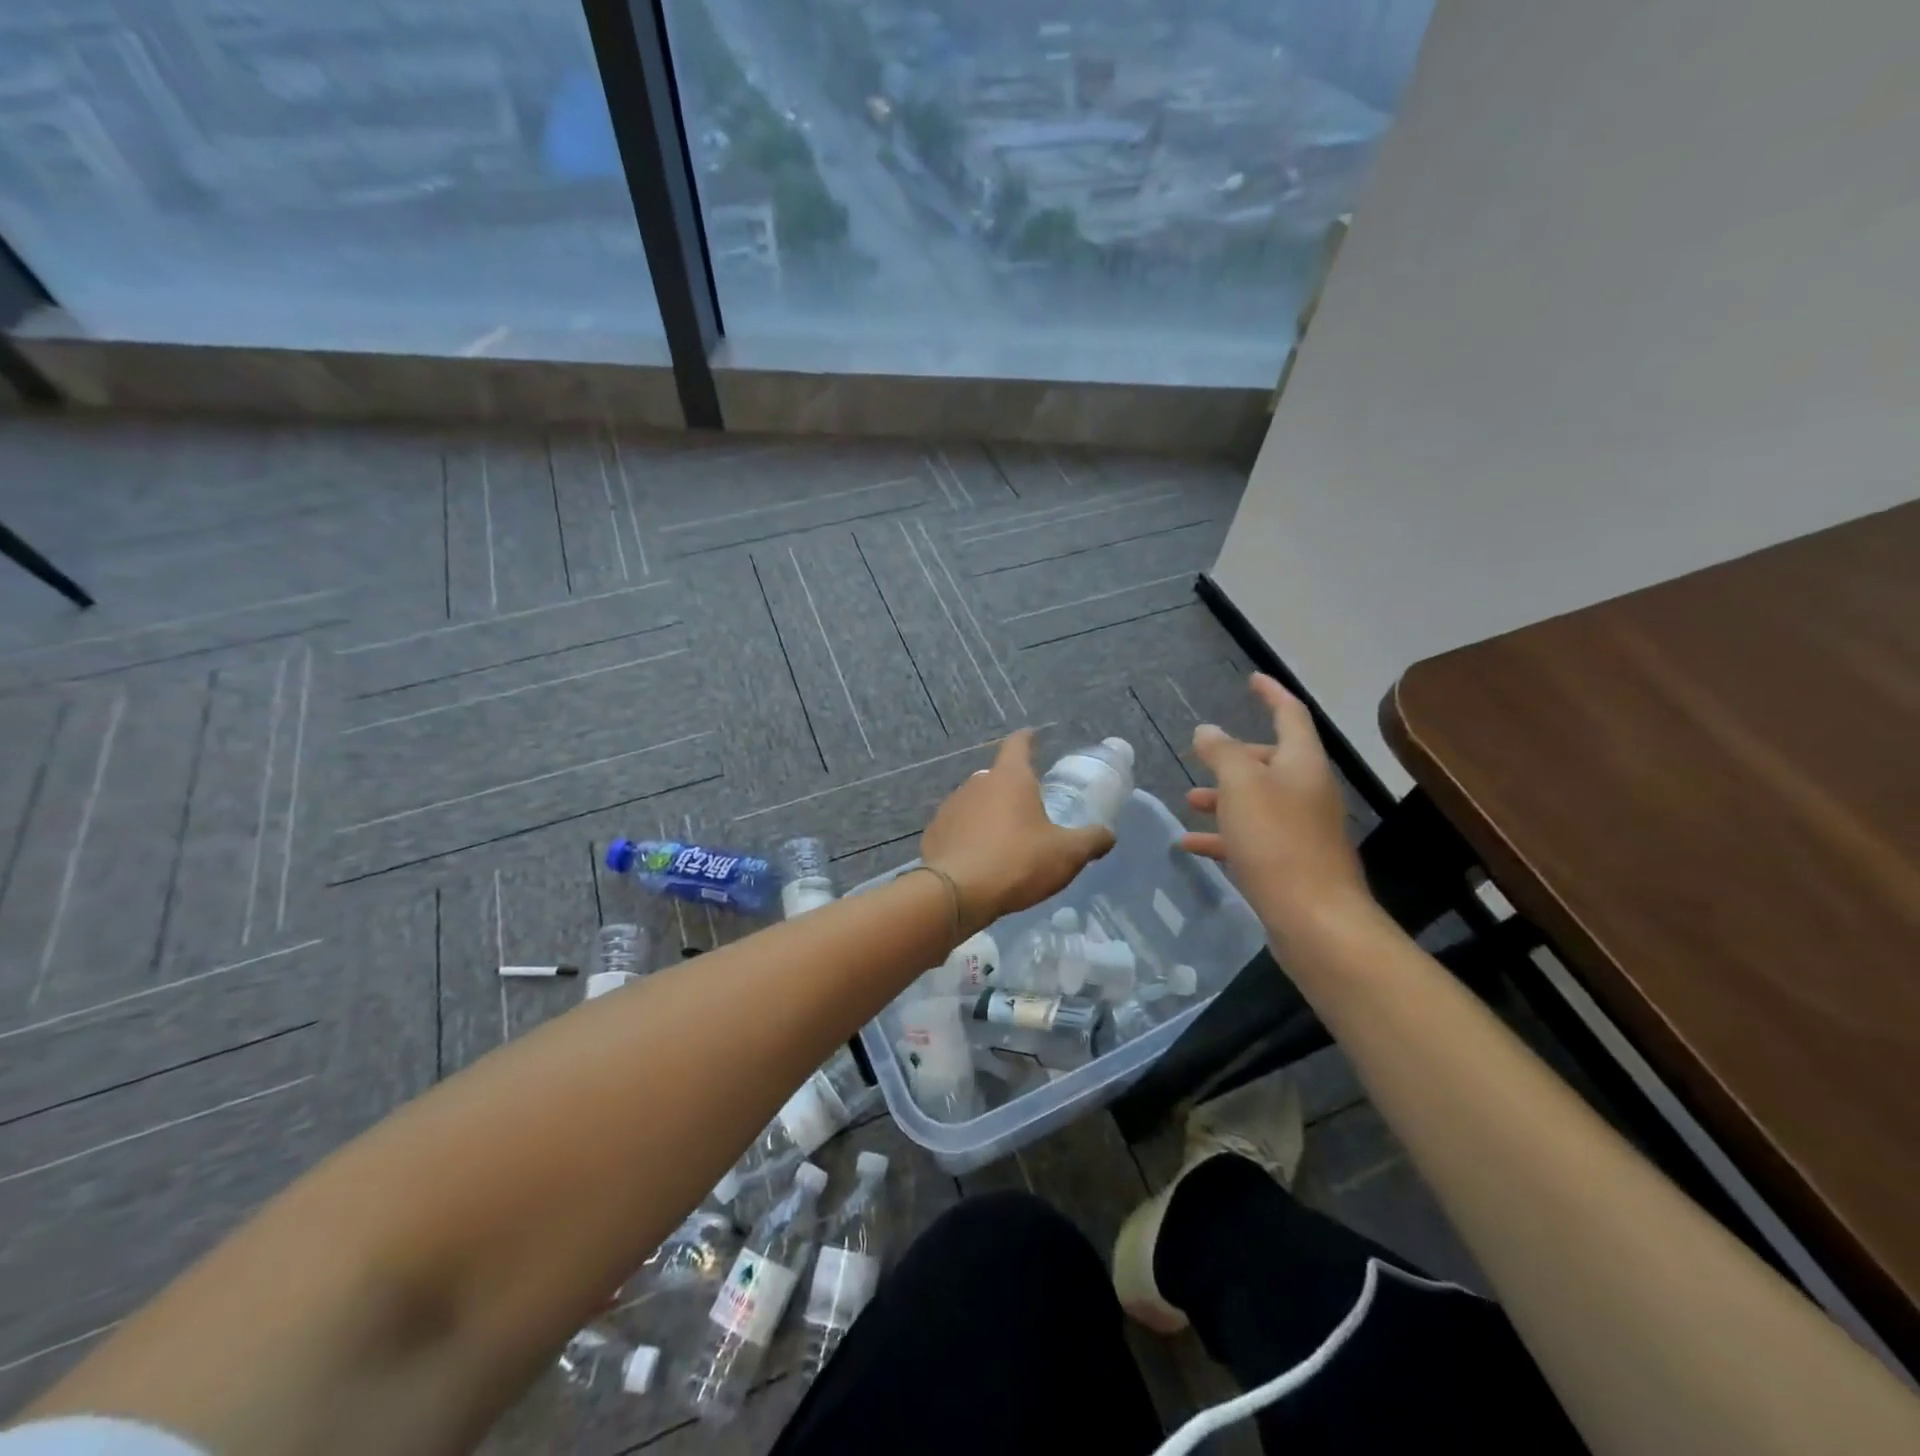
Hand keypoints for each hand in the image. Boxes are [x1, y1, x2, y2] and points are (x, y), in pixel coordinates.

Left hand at [921, 729, 1114, 934]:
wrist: (955, 893)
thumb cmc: (1016, 862)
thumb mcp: (1066, 854)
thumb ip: (1091, 840)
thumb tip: (1108, 834)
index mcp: (1010, 778)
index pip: (1018, 744)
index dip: (1028, 738)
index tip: (1033, 736)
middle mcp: (977, 783)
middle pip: (998, 777)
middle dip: (1012, 788)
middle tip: (1029, 809)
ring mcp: (950, 806)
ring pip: (976, 802)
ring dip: (989, 814)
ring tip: (1004, 839)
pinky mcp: (934, 832)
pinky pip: (958, 827)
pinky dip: (969, 836)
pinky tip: (978, 858)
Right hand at [1181, 674, 1372, 940]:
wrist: (1315, 919)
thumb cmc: (1277, 841)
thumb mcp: (1241, 786)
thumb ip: (1222, 753)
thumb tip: (1208, 731)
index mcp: (1303, 763)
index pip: (1290, 714)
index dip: (1271, 693)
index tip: (1252, 679)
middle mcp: (1307, 790)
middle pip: (1271, 760)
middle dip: (1235, 755)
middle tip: (1203, 756)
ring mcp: (1301, 828)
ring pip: (1258, 799)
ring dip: (1224, 796)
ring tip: (1189, 800)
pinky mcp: (1290, 861)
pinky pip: (1251, 836)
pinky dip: (1223, 835)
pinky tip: (1190, 844)